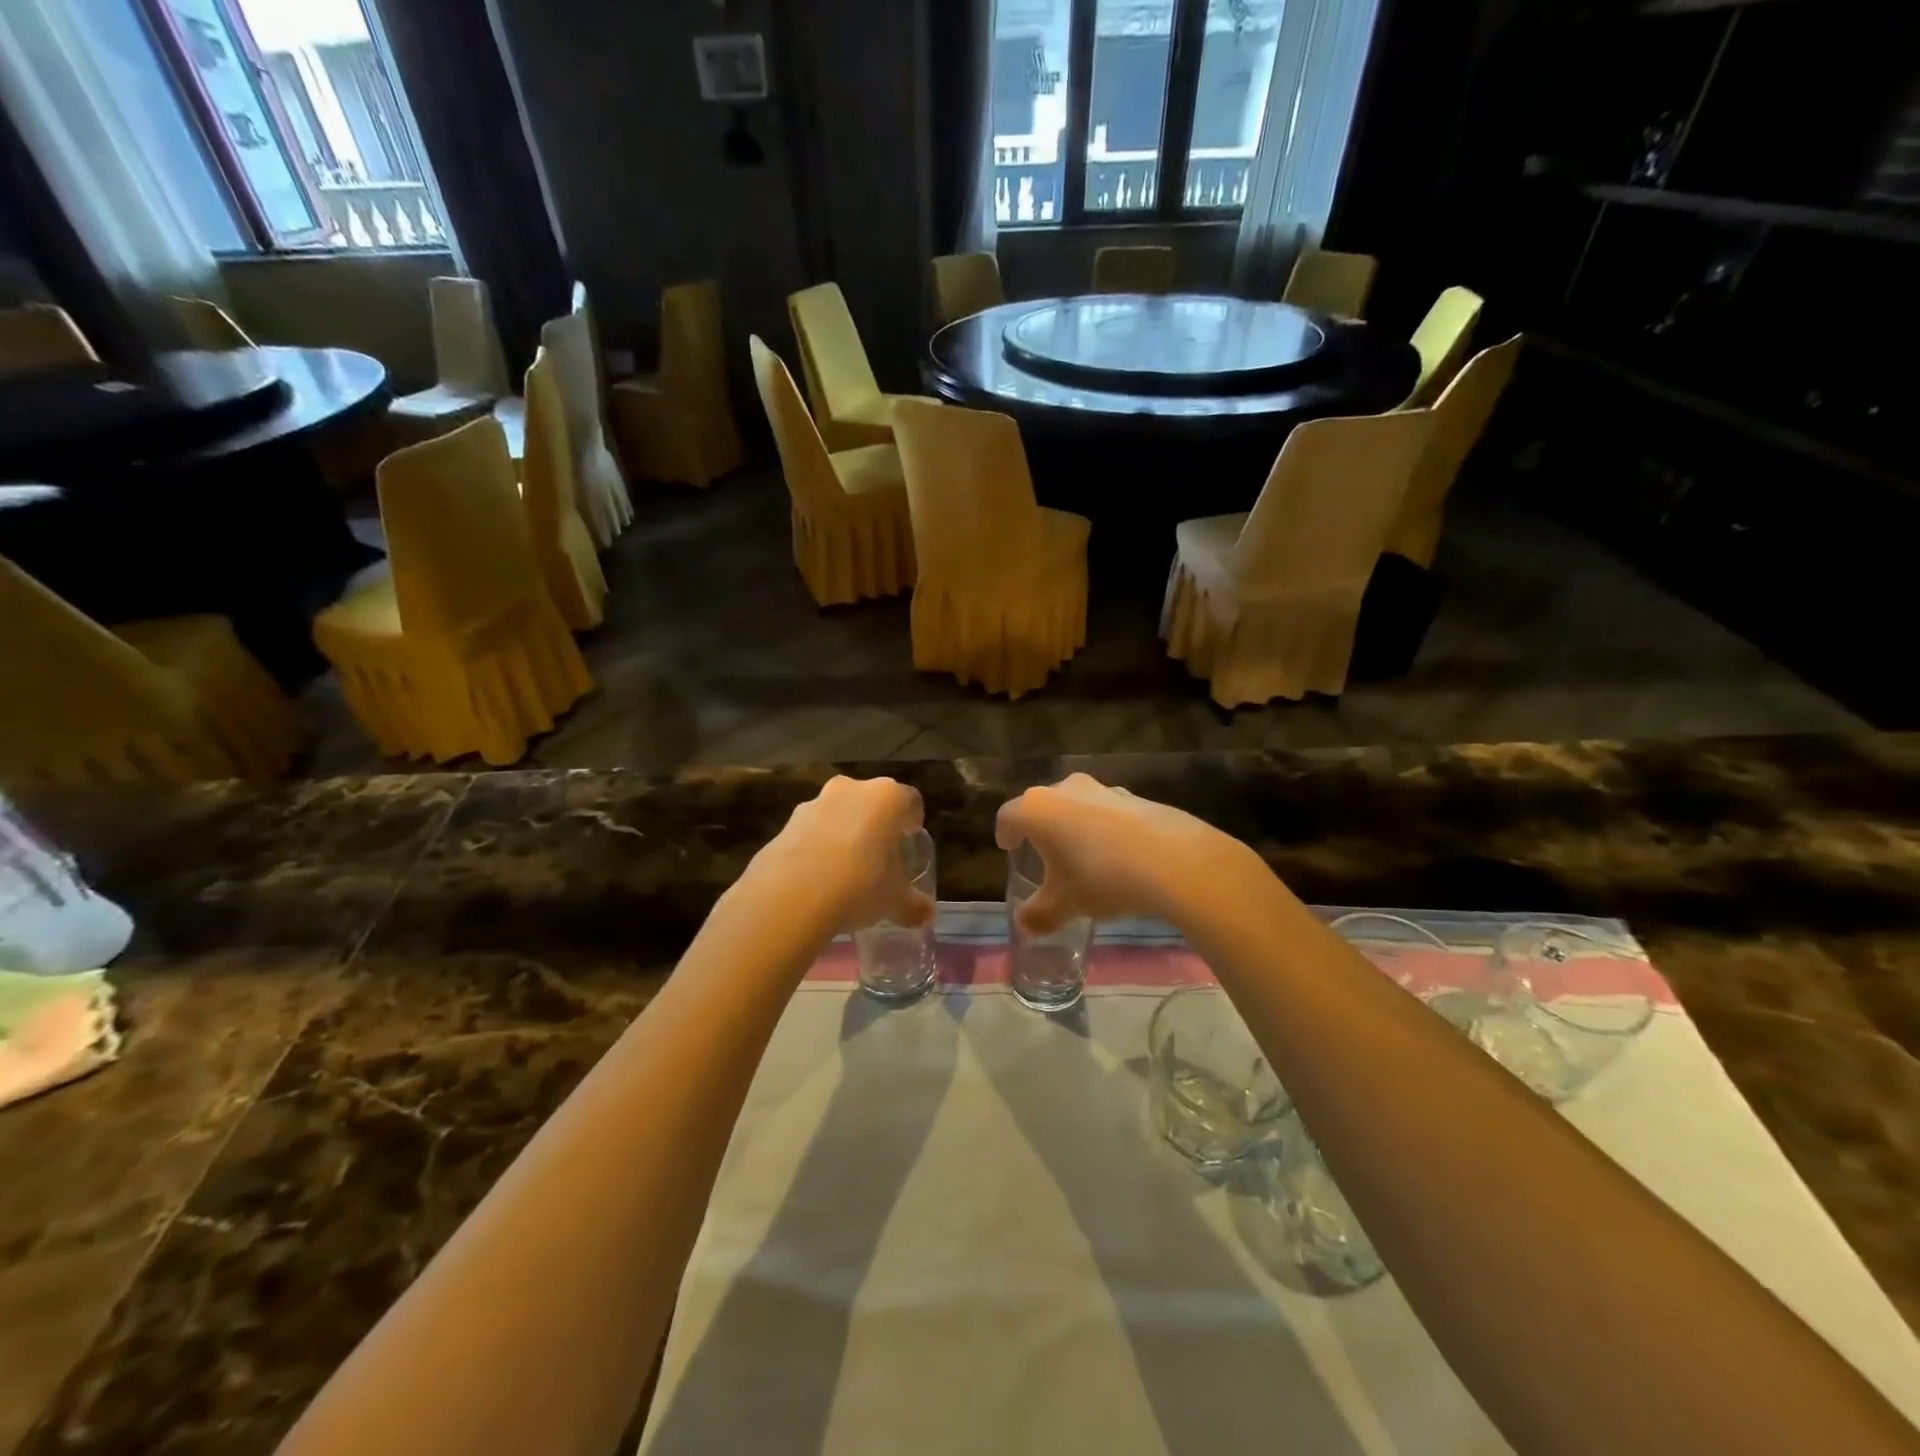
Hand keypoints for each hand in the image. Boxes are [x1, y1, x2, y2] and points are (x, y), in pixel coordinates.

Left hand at [739, 776, 931, 934]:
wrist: (790, 896)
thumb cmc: (859, 885)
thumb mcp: (894, 900)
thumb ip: (913, 905)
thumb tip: (927, 916)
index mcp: (886, 798)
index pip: (910, 800)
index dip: (912, 821)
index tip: (909, 843)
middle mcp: (851, 789)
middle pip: (871, 802)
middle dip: (877, 825)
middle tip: (880, 856)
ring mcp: (814, 803)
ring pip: (838, 813)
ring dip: (844, 833)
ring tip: (846, 871)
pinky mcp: (785, 823)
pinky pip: (811, 831)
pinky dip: (817, 847)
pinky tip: (817, 879)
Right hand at [996, 774, 1253, 933]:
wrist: (1173, 860)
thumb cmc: (1101, 877)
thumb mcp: (1065, 904)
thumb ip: (1039, 915)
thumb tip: (1025, 925)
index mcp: (1037, 809)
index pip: (1008, 816)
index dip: (1005, 834)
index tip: (1009, 849)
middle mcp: (1064, 789)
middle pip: (1042, 806)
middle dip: (1041, 830)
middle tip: (1045, 857)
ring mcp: (1102, 788)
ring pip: (1077, 806)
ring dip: (1075, 827)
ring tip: (1084, 859)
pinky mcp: (1134, 796)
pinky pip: (1108, 812)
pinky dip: (1106, 829)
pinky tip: (1120, 857)